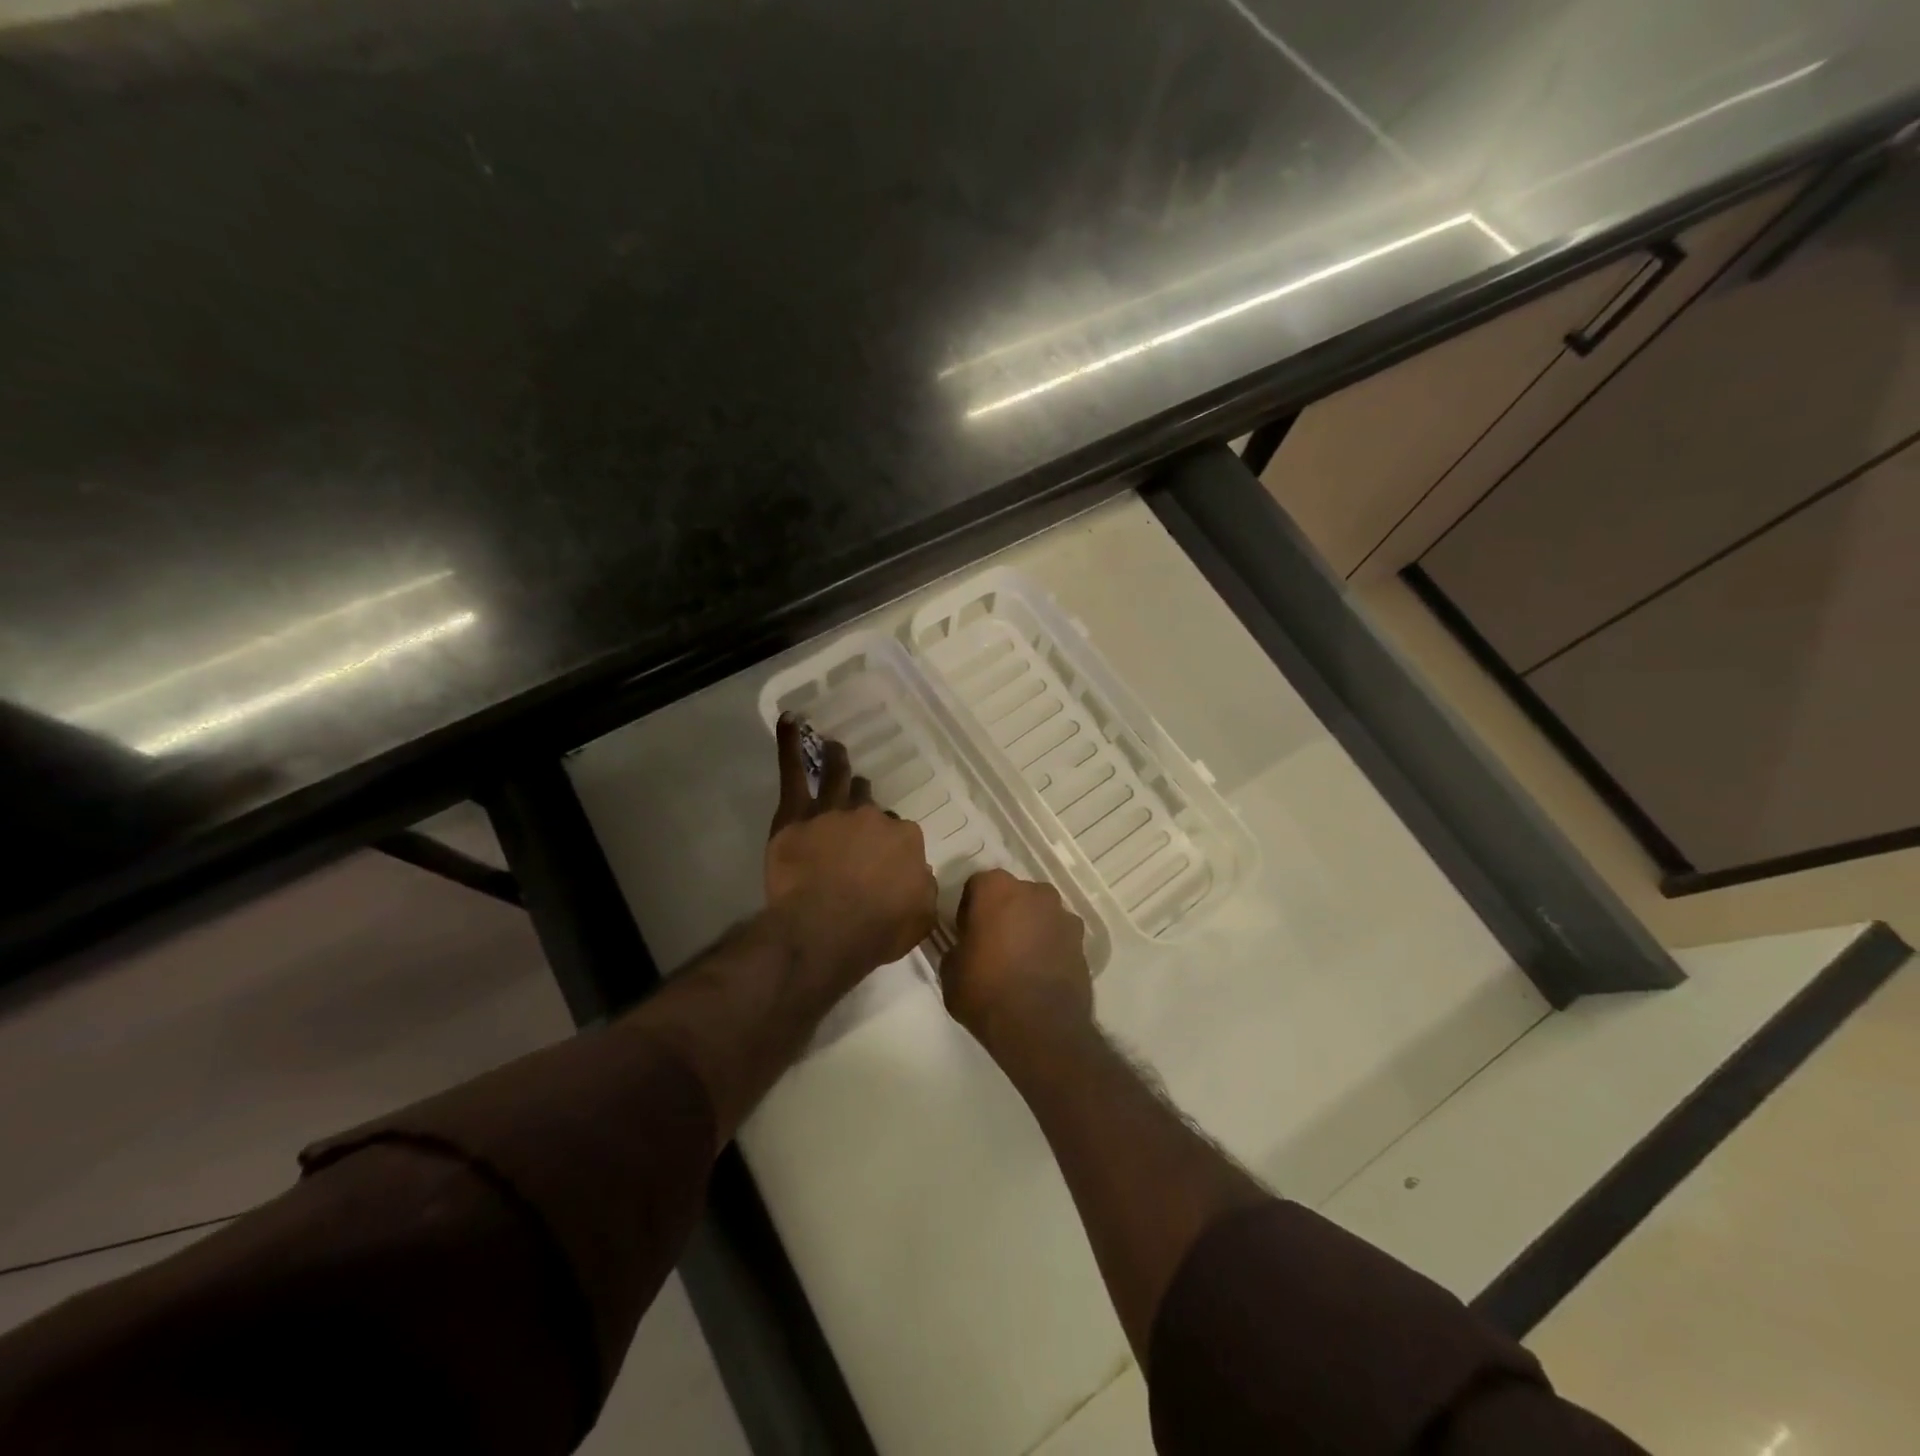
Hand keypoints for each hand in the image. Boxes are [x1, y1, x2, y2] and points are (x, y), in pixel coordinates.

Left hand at [765, 715, 936, 979]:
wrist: (826, 930)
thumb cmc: (876, 930)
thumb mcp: (921, 916)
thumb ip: (922, 887)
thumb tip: (917, 874)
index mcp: (905, 839)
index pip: (899, 833)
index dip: (889, 845)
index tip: (882, 860)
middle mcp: (872, 817)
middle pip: (869, 805)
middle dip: (865, 807)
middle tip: (857, 814)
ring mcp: (834, 811)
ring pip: (839, 779)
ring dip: (838, 762)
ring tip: (835, 749)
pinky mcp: (796, 815)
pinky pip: (792, 772)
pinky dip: (789, 745)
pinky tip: (789, 720)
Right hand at [940, 868, 1092, 1058]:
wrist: (1040, 1027)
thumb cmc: (986, 991)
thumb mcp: (950, 971)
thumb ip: (958, 947)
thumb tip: (966, 947)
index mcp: (996, 889)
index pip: (977, 886)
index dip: (969, 909)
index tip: (967, 934)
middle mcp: (1034, 891)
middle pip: (1013, 895)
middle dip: (1003, 913)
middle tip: (993, 945)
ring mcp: (1062, 915)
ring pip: (1039, 914)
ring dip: (1030, 928)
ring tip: (1020, 962)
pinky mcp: (1082, 941)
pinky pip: (1059, 936)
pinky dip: (1050, 947)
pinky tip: (1041, 974)